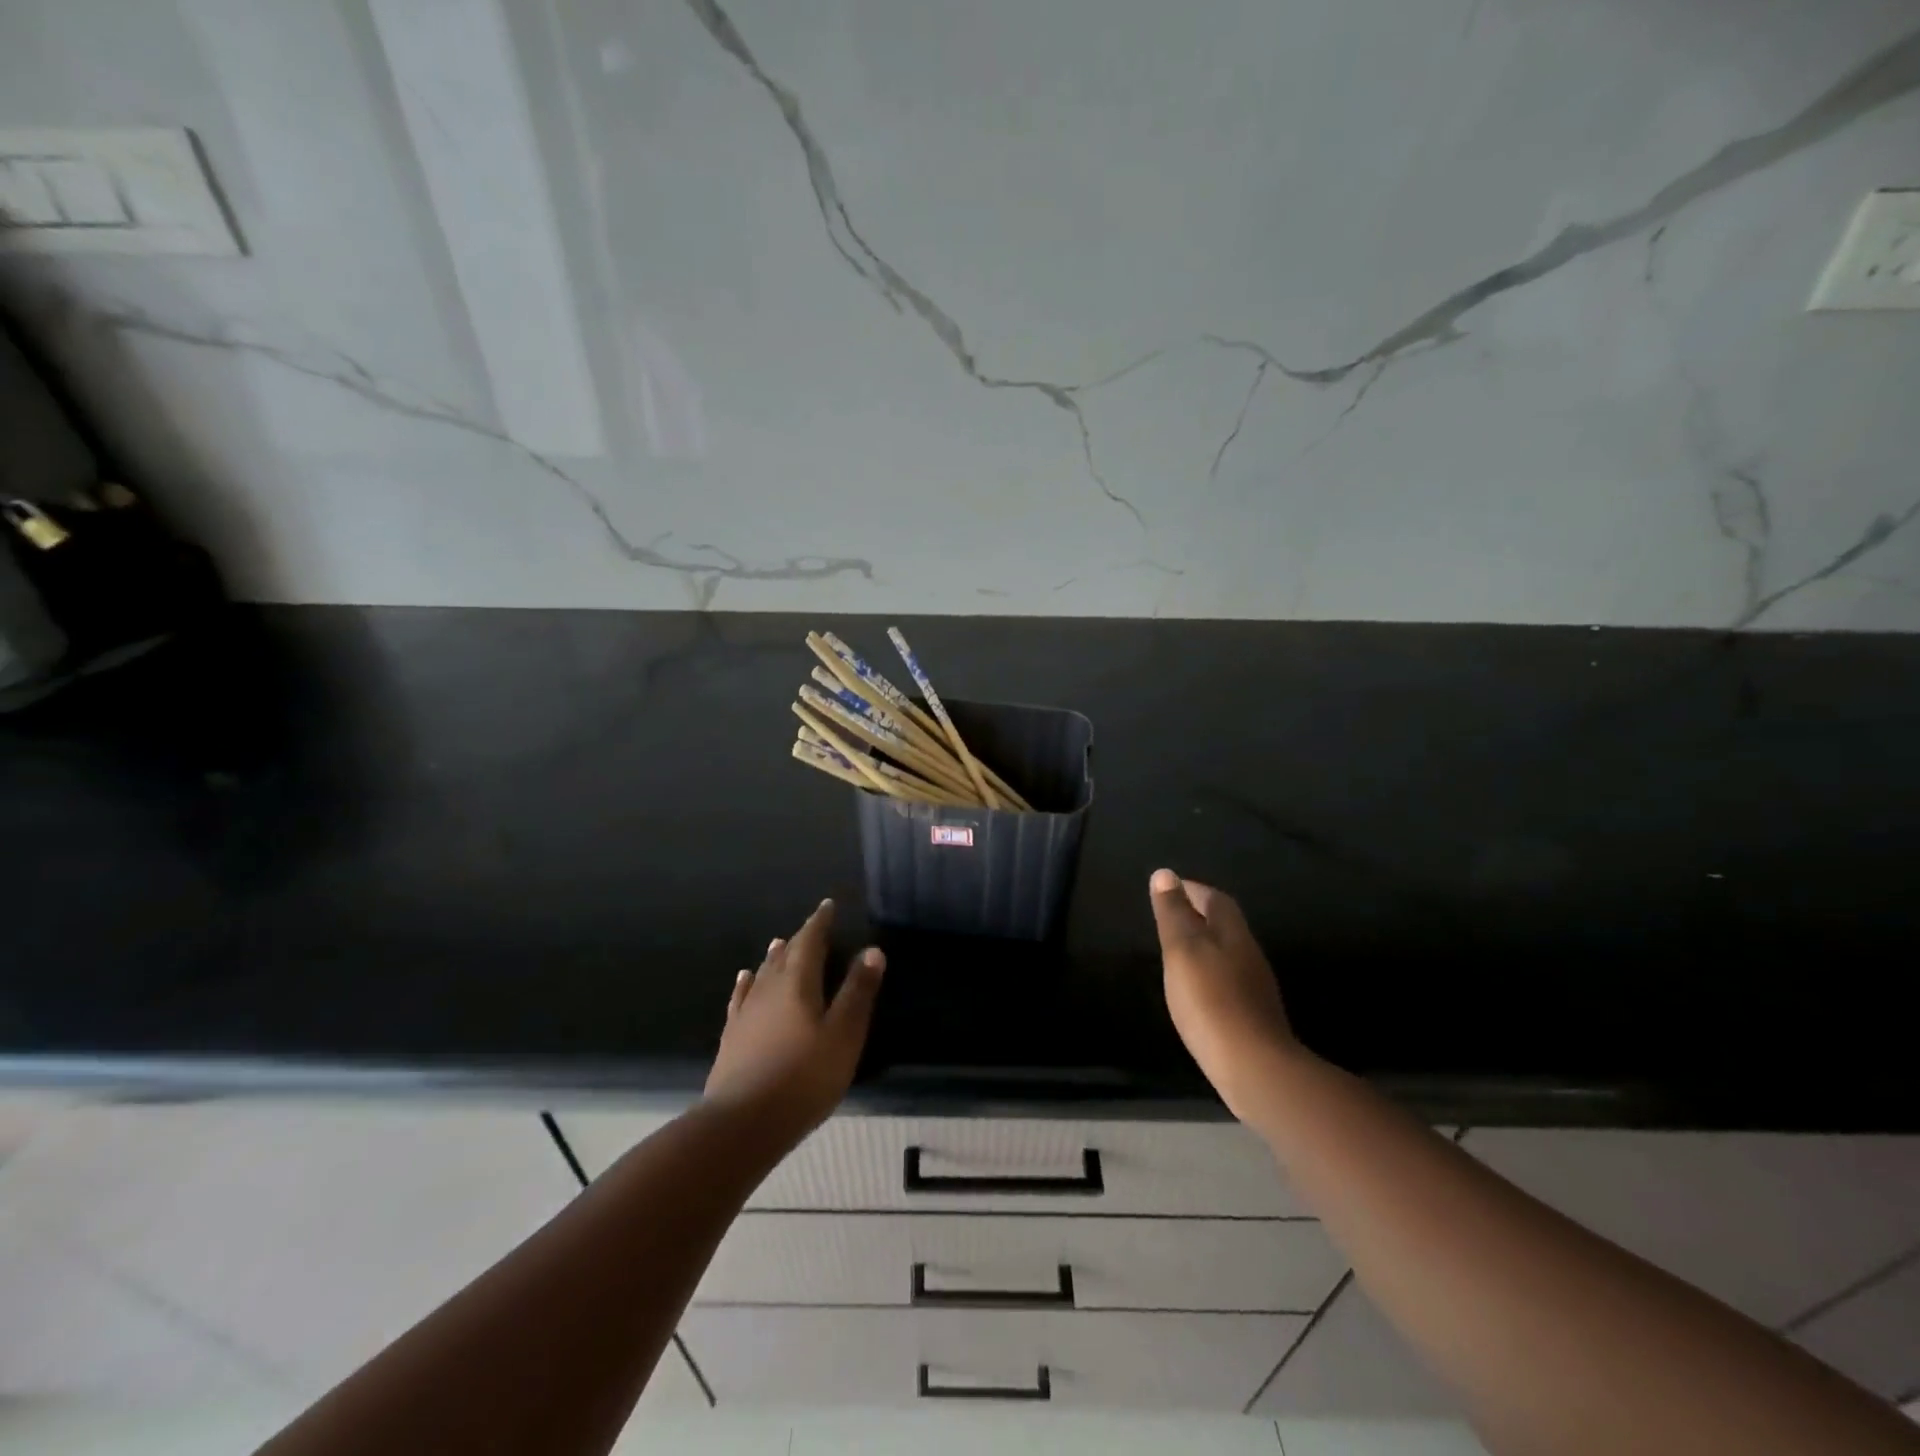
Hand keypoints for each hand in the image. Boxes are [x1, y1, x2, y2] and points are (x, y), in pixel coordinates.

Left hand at [704, 898, 884, 1138]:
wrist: (741, 1123)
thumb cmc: (803, 1078)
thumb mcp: (843, 1035)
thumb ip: (858, 992)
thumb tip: (872, 950)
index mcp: (798, 982)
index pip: (810, 941)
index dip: (819, 922)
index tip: (827, 906)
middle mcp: (769, 988)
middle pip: (785, 954)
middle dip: (800, 938)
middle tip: (811, 926)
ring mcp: (746, 1012)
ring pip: (762, 973)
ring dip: (774, 957)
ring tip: (779, 943)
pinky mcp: (732, 1035)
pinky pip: (741, 997)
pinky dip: (747, 983)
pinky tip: (745, 979)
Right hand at [1150, 868, 1299, 1122]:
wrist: (1254, 1068)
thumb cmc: (1210, 1000)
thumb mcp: (1182, 950)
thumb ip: (1173, 913)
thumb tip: (1165, 874)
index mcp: (1233, 933)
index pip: (1216, 899)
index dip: (1193, 890)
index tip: (1169, 888)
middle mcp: (1249, 954)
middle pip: (1225, 925)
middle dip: (1200, 915)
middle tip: (1170, 917)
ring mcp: (1255, 987)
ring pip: (1228, 953)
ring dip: (1205, 946)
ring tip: (1177, 952)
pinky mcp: (1253, 1016)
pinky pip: (1228, 980)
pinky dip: (1210, 974)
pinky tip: (1196, 989)